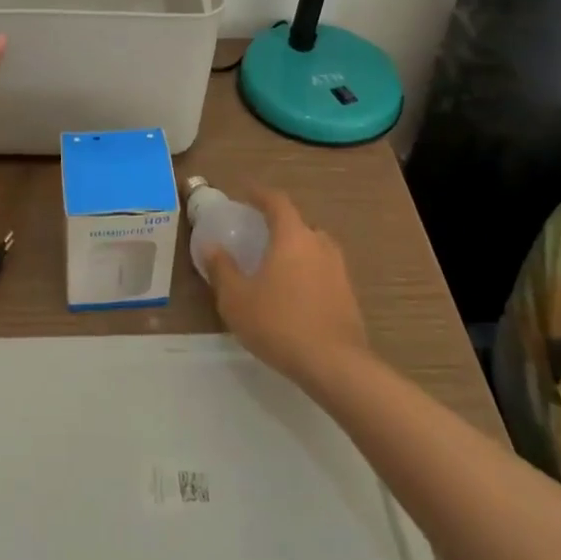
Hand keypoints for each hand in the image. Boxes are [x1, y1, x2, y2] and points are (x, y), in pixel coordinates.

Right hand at [207, 187, 369, 389]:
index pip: (277, 202)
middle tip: (259, 235)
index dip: (259, 194)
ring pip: (313, 248)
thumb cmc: (279, 324)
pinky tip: (295, 295)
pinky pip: (323, 272)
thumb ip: (222, 269)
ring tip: (276, 266)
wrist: (335, 365)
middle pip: (298, 224)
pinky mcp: (349, 295)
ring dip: (295, 251)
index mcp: (292, 236)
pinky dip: (308, 274)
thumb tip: (212, 246)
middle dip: (278, 225)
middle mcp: (319, 244)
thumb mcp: (236, 299)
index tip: (245, 194)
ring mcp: (338, 269)